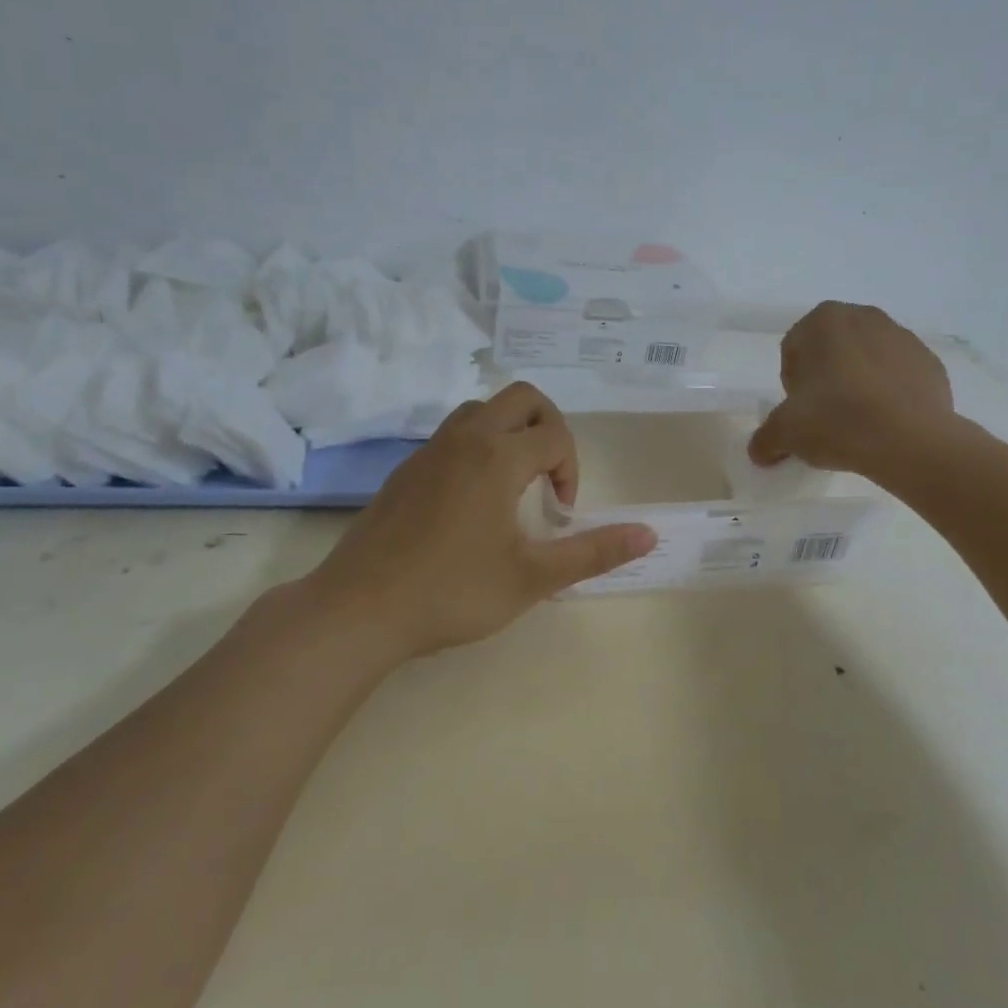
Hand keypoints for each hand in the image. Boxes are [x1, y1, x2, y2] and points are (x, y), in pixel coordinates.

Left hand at [304, 384, 657, 658]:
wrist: (359, 609)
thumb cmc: (452, 592)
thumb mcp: (532, 577)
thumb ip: (593, 552)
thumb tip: (649, 533)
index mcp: (498, 457)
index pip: (555, 436)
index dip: (571, 471)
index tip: (561, 514)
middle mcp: (465, 439)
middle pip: (522, 398)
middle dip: (549, 427)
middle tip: (550, 475)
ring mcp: (430, 450)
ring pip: (482, 410)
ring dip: (511, 431)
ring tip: (516, 483)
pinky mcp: (407, 469)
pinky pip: (454, 434)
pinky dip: (479, 445)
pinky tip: (474, 499)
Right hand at [749, 302, 958, 478]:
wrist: (910, 441)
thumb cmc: (836, 420)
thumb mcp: (785, 433)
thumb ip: (765, 439)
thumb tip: (760, 452)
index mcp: (823, 320)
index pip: (794, 351)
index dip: (793, 384)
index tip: (801, 412)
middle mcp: (864, 316)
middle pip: (831, 351)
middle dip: (826, 379)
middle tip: (826, 417)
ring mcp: (902, 337)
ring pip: (866, 361)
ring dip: (858, 385)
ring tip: (858, 423)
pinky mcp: (931, 362)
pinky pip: (898, 377)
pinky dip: (890, 394)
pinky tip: (886, 423)